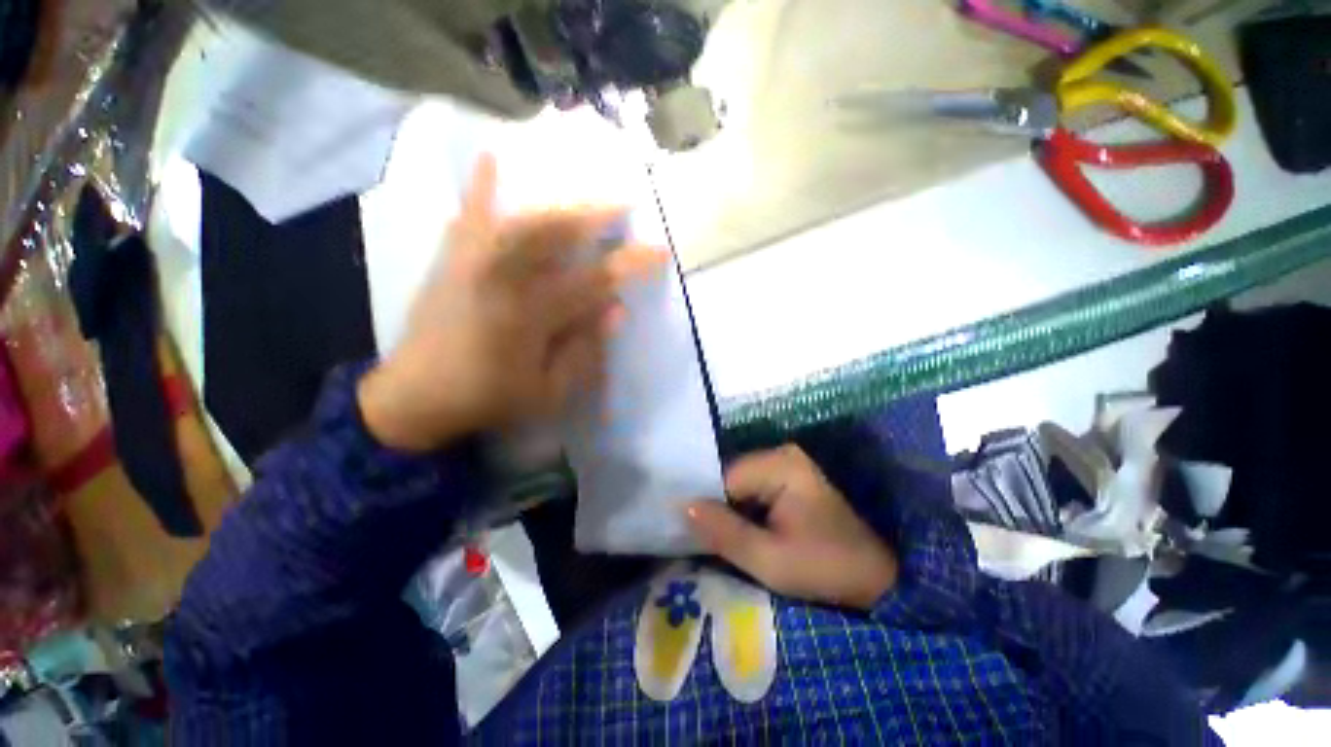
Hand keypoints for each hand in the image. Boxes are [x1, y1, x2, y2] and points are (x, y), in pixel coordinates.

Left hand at [358, 155, 667, 450]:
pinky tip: (491, 158)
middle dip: (594, 214)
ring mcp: (472, 263)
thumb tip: (616, 310)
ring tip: (580, 190)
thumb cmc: (490, 399)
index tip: (660, 250)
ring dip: (556, 201)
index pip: (594, 281)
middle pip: (556, 233)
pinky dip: (480, 187)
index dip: (631, 263)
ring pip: (520, 219)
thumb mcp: (549, 392)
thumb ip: (585, 351)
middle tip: (623, 201)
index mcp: (531, 315)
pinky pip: (468, 216)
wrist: (415, 397)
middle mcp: (502, 277)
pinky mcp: (451, 261)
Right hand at [686, 446, 898, 610]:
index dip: (708, 506)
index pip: (725, 478)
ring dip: (728, 511)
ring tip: (720, 538)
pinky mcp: (788, 479)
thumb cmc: (825, 569)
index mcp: (780, 464)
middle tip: (706, 541)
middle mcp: (781, 454)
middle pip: (730, 479)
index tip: (695, 535)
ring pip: (737, 486)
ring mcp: (785, 464)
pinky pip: (751, 490)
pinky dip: (741, 511)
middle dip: (718, 508)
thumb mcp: (770, 560)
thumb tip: (682, 505)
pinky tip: (739, 531)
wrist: (874, 579)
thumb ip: (725, 532)